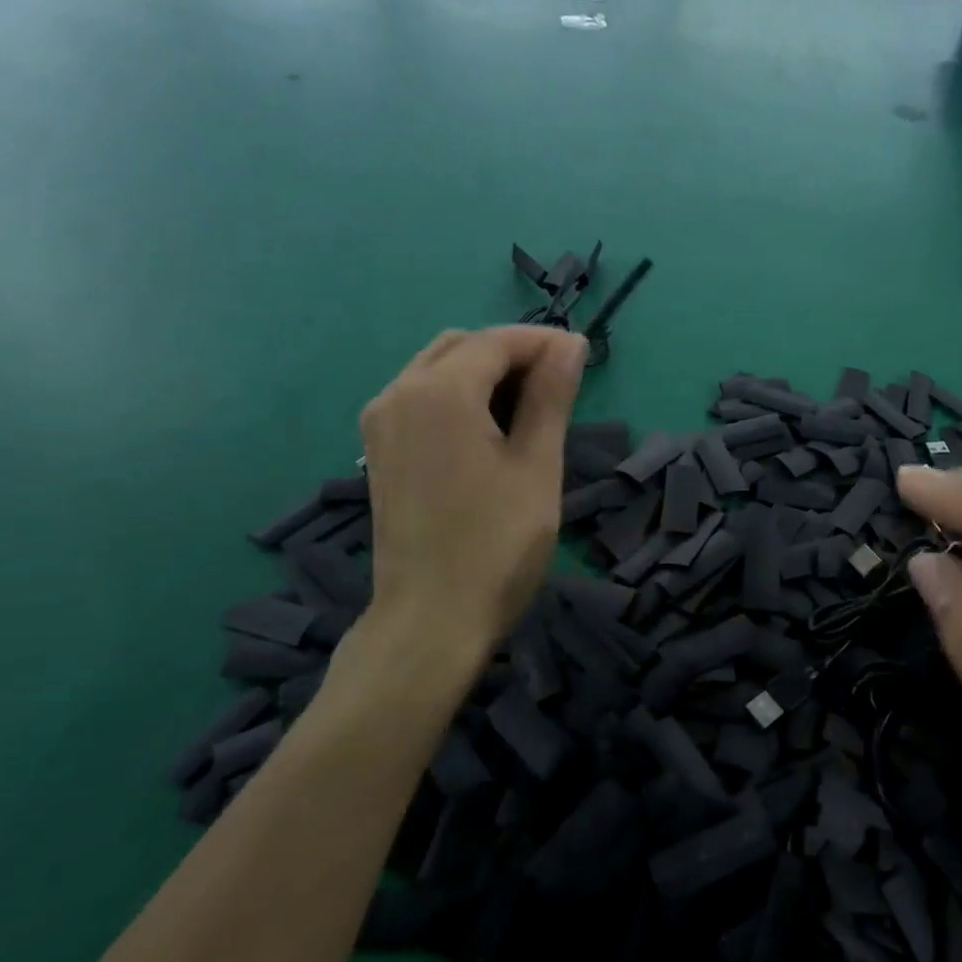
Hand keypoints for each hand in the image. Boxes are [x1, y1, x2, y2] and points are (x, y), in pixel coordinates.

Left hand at [356, 326, 585, 664]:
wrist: (431, 619)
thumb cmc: (497, 544)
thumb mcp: (536, 465)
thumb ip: (550, 396)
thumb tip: (570, 344)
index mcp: (439, 392)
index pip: (497, 341)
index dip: (543, 342)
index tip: (583, 356)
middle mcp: (398, 393)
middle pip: (462, 346)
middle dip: (512, 353)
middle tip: (559, 383)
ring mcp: (381, 422)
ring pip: (437, 368)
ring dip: (485, 372)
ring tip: (531, 406)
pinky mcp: (379, 449)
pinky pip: (420, 397)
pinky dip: (458, 395)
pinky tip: (490, 428)